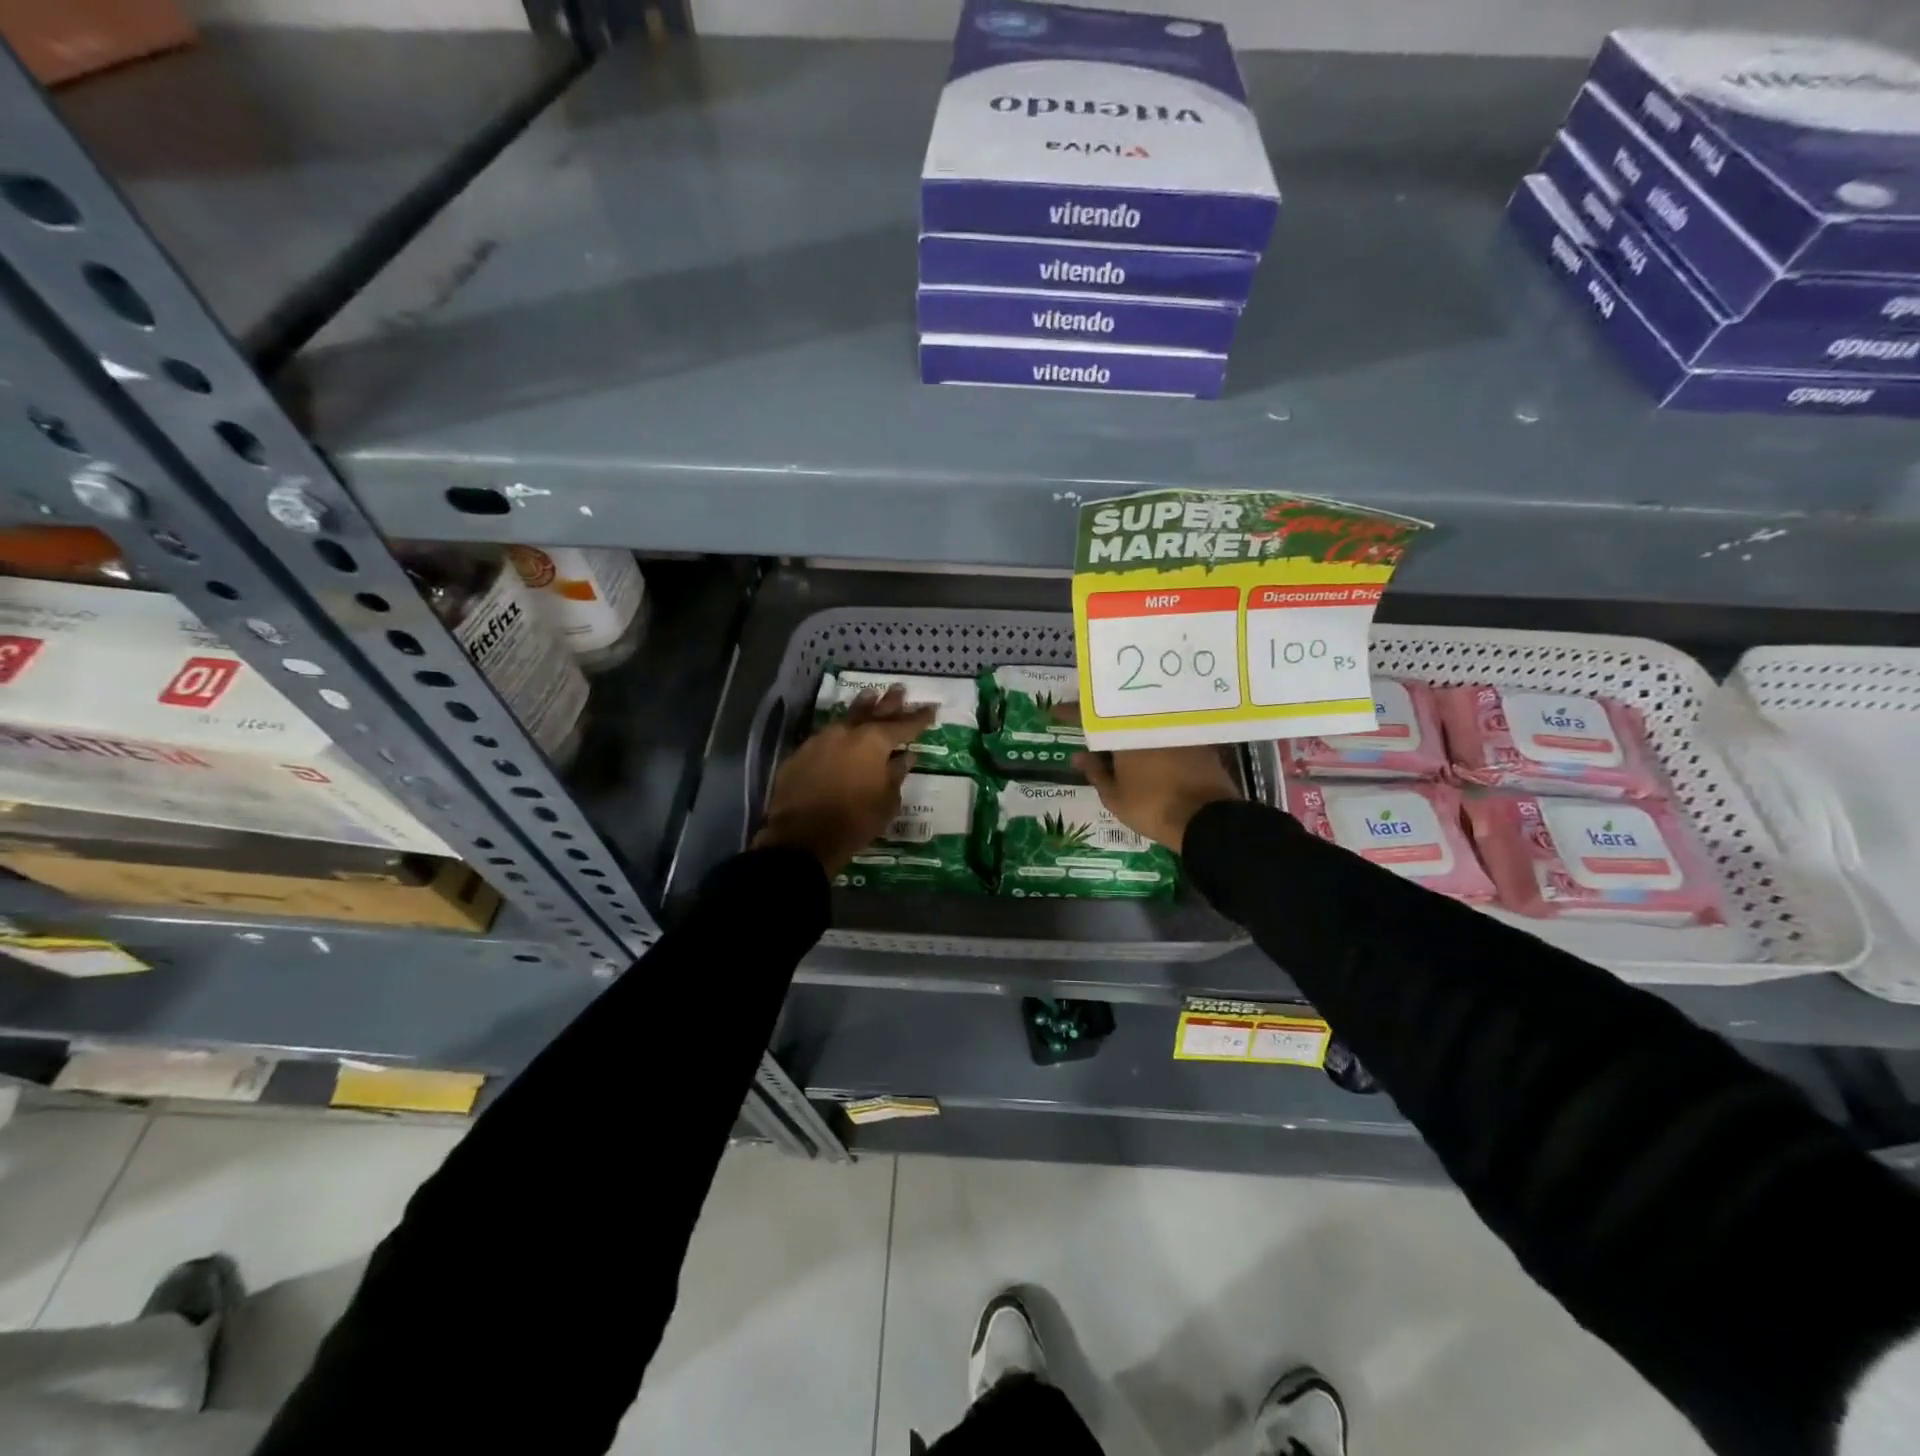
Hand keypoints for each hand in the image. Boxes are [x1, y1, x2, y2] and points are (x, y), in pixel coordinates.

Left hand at [753, 685, 935, 875]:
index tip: (931, 708)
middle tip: (901, 690)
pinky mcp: (802, 752)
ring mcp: (822, 739)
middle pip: (874, 712)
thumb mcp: (887, 801)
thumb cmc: (855, 820)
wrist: (803, 836)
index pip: (904, 725)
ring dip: (862, 707)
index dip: (919, 718)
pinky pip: (827, 735)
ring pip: (847, 717)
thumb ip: (897, 773)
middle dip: (890, 703)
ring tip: (871, 695)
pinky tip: (843, 730)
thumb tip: (905, 756)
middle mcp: (848, 732)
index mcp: (874, 741)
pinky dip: (840, 731)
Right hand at [1056, 704, 1240, 852]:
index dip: (1069, 713)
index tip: (1054, 711)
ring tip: (1116, 731)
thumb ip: (1095, 773)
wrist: (1206, 819)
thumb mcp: (1115, 797)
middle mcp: (1149, 722)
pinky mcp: (1196, 738)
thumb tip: (1079, 755)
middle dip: (1102, 715)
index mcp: (1124, 734)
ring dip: (1128, 722)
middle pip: (1120, 712)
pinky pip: (1165, 728)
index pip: (1090, 718)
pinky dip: (1153, 733)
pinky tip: (1146, 744)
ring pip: (1145, 718)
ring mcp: (1175, 728)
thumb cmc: (1153, 808)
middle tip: (1087, 719)